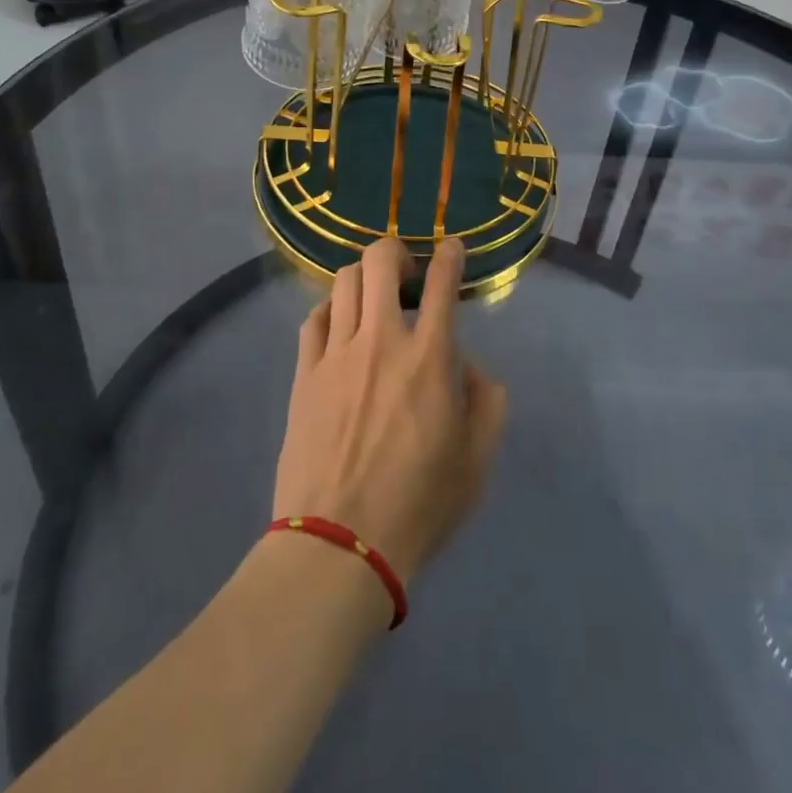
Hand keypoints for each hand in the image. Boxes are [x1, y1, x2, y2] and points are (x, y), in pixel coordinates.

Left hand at [273, 238, 508, 587]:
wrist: (339, 544)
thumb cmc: (418, 506)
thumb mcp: (477, 461)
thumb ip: (487, 402)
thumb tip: (468, 366)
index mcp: (430, 358)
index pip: (443, 283)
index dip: (450, 255)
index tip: (451, 247)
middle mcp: (381, 340)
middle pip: (380, 261)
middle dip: (396, 253)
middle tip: (407, 275)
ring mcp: (337, 354)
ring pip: (343, 282)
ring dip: (363, 279)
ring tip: (373, 300)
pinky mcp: (304, 373)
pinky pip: (314, 318)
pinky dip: (331, 310)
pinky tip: (339, 327)